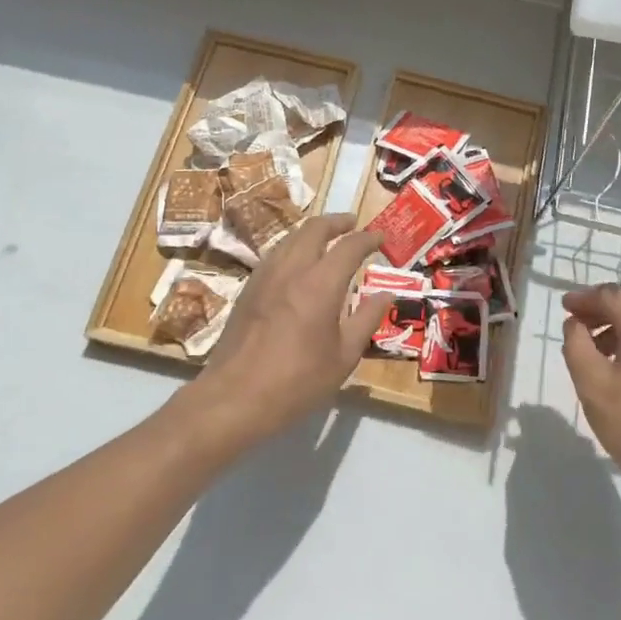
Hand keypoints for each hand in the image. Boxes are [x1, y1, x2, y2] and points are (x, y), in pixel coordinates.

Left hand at [196, 215, 389, 444]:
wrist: (235, 397)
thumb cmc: (297, 381)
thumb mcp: (343, 356)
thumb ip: (366, 319)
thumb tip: (386, 295)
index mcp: (320, 284)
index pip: (349, 246)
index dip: (368, 238)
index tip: (381, 237)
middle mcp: (291, 269)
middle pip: (314, 229)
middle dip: (337, 222)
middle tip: (353, 224)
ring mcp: (264, 276)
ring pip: (290, 238)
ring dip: (312, 232)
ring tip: (327, 239)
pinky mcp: (248, 289)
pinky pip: (275, 255)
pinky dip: (293, 248)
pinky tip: (298, 264)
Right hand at [560, 284, 620, 515]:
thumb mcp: (591, 384)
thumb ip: (576, 344)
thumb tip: (576, 324)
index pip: (612, 295)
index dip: (584, 298)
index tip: (563, 308)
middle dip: (600, 310)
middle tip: (574, 325)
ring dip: (616, 329)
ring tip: (592, 351)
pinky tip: (620, 370)